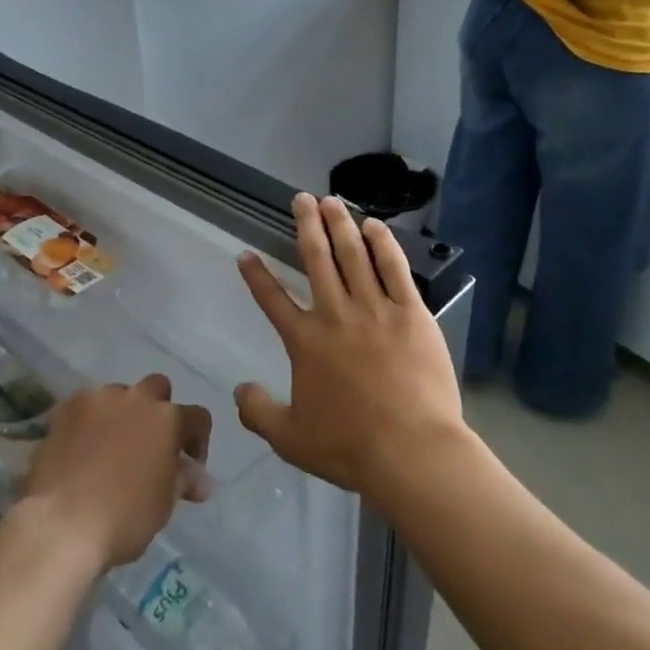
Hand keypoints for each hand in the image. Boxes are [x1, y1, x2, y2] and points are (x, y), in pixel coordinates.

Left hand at [22, 375, 211, 569]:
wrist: (61, 523)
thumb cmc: (124, 519)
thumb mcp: (164, 505)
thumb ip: (183, 480)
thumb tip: (199, 478)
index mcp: (168, 419)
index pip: (197, 417)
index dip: (198, 440)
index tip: (188, 466)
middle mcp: (136, 398)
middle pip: (157, 389)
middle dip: (158, 411)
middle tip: (149, 446)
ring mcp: (98, 399)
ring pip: (119, 395)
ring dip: (121, 414)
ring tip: (110, 448)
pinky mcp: (65, 407)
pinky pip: (86, 406)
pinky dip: (89, 421)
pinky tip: (80, 448)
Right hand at [235, 194, 464, 499]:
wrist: (411, 450)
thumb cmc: (349, 446)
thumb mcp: (290, 439)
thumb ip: (258, 412)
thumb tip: (239, 389)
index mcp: (305, 341)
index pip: (273, 300)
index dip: (256, 275)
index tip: (246, 253)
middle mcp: (335, 314)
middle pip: (317, 259)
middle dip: (306, 225)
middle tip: (301, 199)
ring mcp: (375, 309)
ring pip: (354, 255)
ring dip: (341, 224)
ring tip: (332, 200)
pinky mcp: (411, 313)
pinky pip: (394, 269)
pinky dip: (383, 244)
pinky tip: (375, 226)